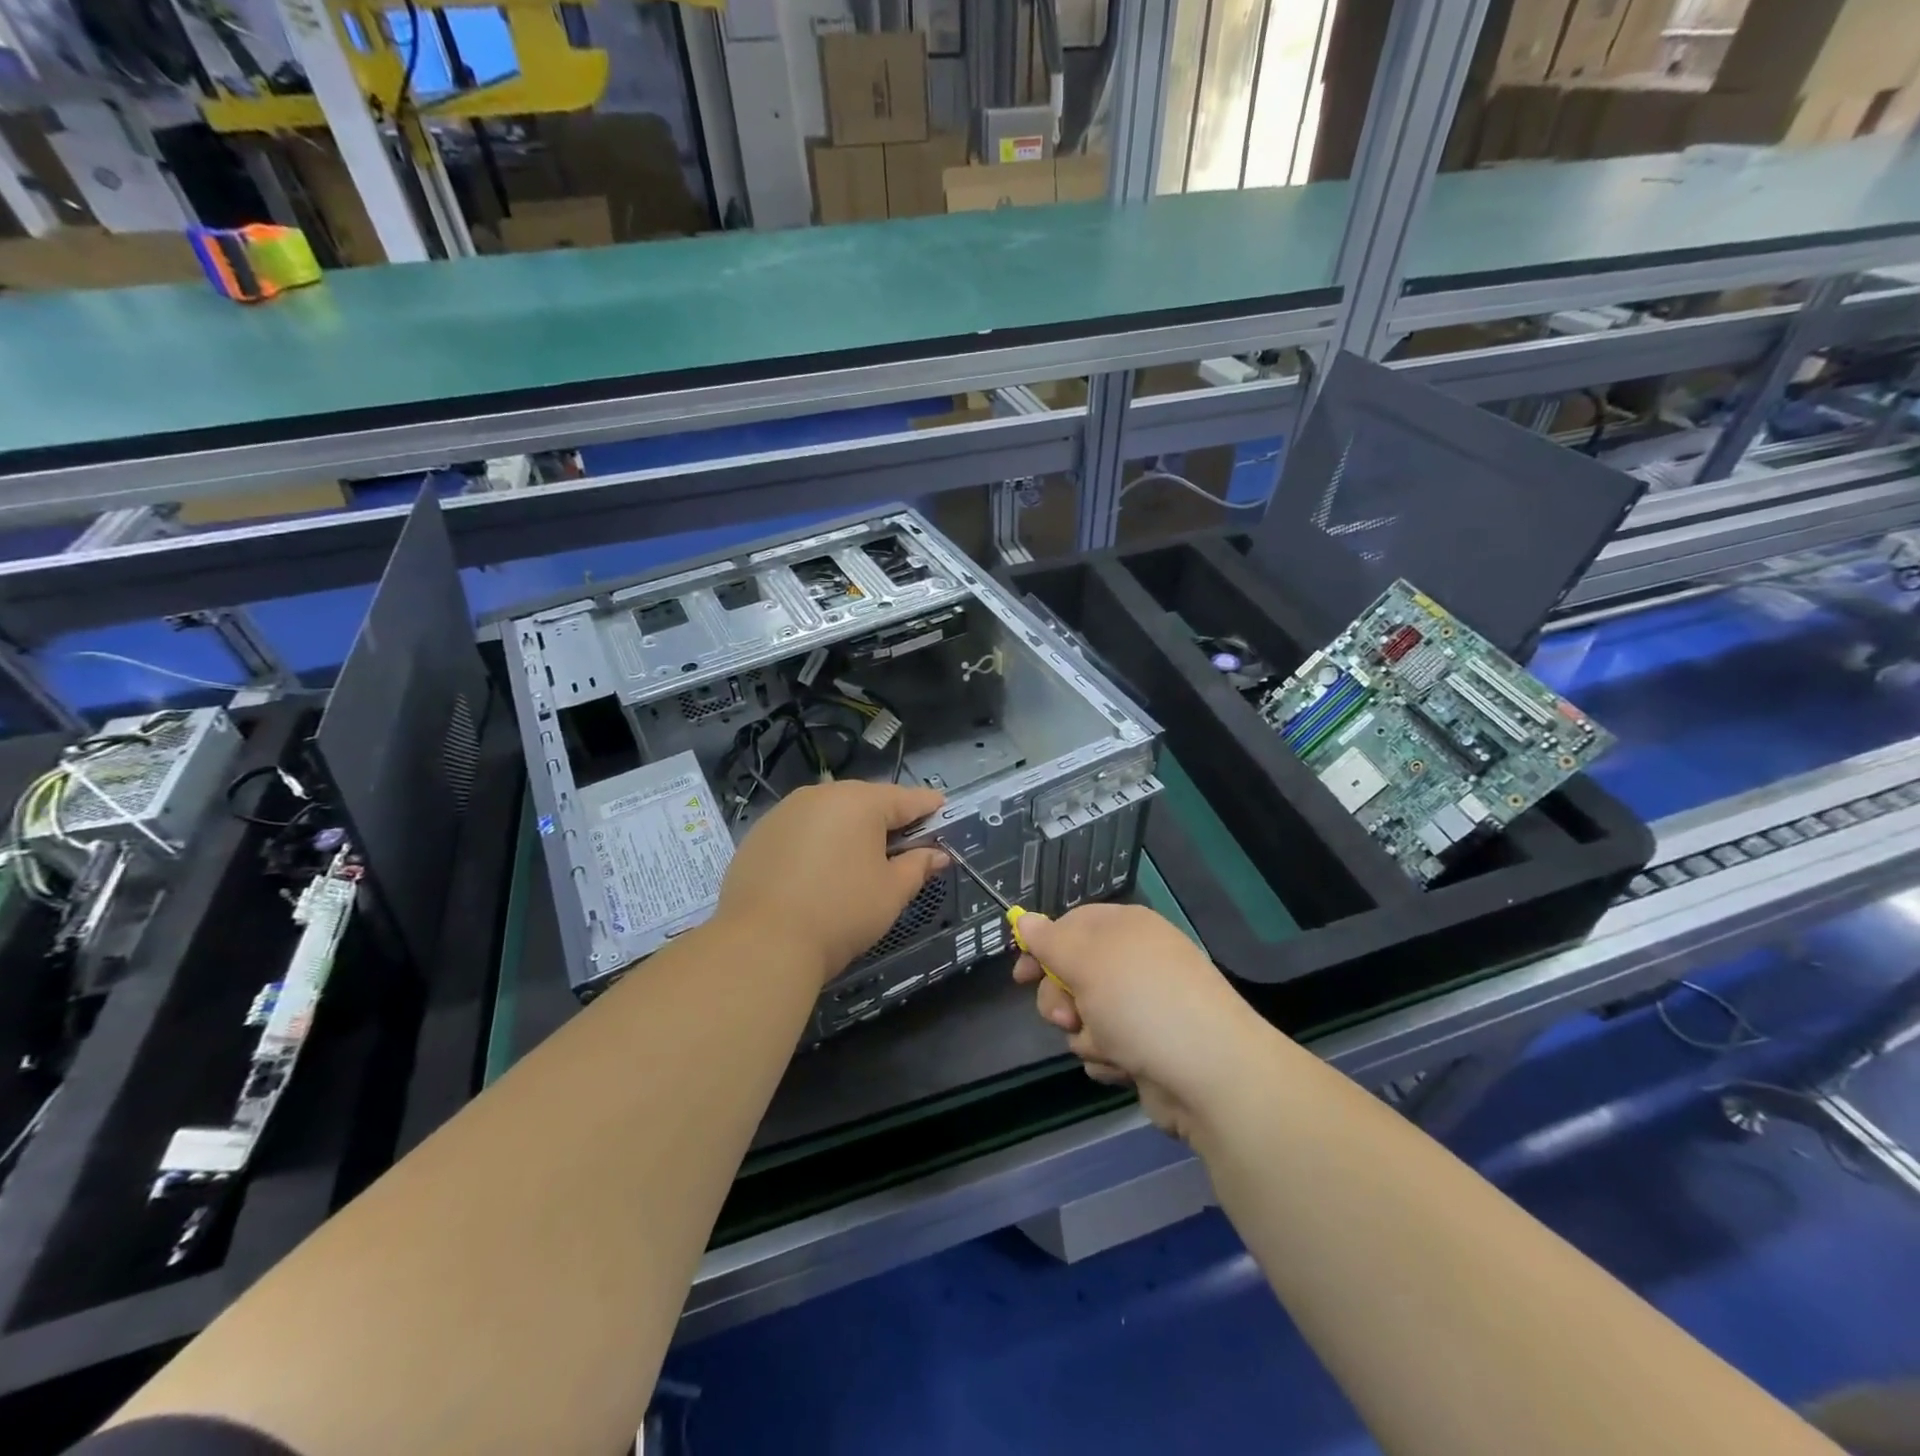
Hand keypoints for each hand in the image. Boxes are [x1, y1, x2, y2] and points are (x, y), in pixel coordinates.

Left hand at [717, 781, 947, 984]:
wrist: (761, 943)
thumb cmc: (841, 912)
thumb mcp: (891, 892)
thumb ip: (918, 866)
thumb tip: (937, 855)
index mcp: (859, 801)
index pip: (905, 799)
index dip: (927, 807)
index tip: (942, 811)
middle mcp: (821, 795)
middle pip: (865, 801)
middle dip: (887, 818)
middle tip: (905, 842)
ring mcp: (784, 812)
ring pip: (830, 813)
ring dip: (849, 829)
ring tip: (862, 857)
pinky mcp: (759, 834)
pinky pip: (801, 829)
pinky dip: (818, 841)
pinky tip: (820, 869)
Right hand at [1012, 903, 1275, 1140]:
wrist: (1210, 1074)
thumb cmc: (1141, 1003)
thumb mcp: (1086, 961)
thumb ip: (1049, 941)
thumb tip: (1024, 918)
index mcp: (1126, 928)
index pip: (1071, 925)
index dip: (1042, 948)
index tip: (1021, 976)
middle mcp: (1136, 962)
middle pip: (1072, 974)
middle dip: (1061, 1000)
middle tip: (1067, 1017)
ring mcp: (1144, 1006)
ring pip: (1085, 1016)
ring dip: (1086, 1034)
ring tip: (1110, 1047)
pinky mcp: (1148, 1047)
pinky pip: (1106, 1046)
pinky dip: (1108, 1058)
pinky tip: (1125, 1067)